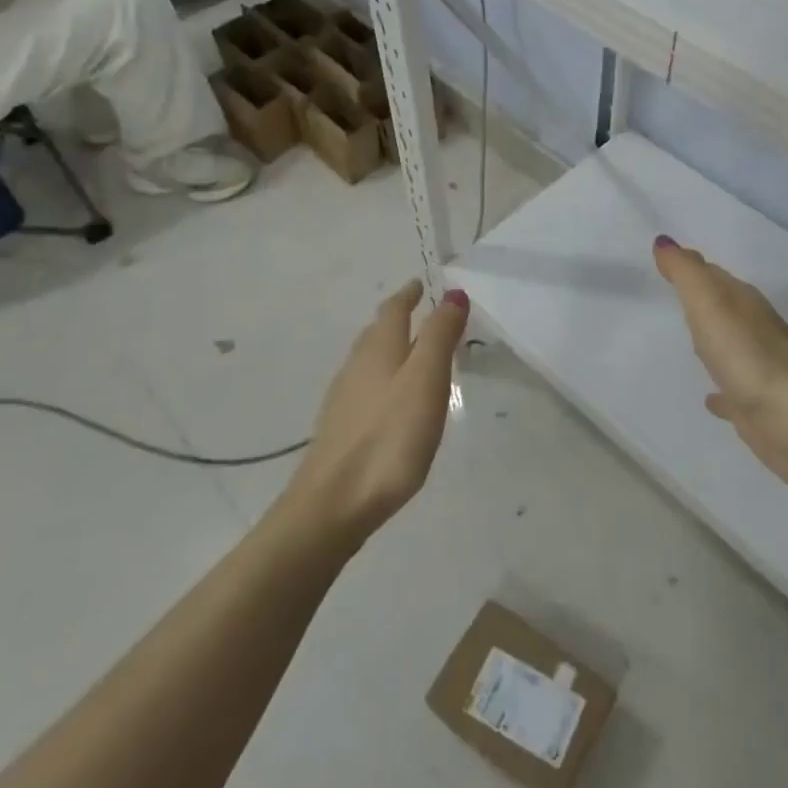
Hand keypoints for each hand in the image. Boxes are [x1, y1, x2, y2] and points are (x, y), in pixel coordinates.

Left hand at [284, 281, 469, 544]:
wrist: (334, 503)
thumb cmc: (389, 436)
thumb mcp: (426, 380)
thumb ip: (440, 336)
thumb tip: (453, 292)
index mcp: (379, 349)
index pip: (393, 310)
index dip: (408, 294)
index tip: (421, 284)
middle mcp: (356, 366)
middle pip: (377, 332)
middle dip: (398, 319)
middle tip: (420, 313)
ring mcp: (344, 399)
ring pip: (369, 360)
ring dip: (390, 348)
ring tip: (411, 352)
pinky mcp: (341, 428)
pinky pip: (365, 387)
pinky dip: (382, 379)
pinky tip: (391, 401)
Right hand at [653, 237, 787, 497]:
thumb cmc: (748, 358)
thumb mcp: (710, 305)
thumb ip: (686, 273)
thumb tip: (664, 241)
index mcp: (744, 303)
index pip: (713, 275)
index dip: (690, 267)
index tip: (666, 261)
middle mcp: (754, 330)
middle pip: (722, 307)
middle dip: (701, 301)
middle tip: (675, 295)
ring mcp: (758, 369)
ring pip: (729, 346)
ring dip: (711, 341)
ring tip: (689, 341)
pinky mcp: (757, 405)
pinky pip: (732, 390)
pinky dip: (720, 390)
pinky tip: (710, 399)